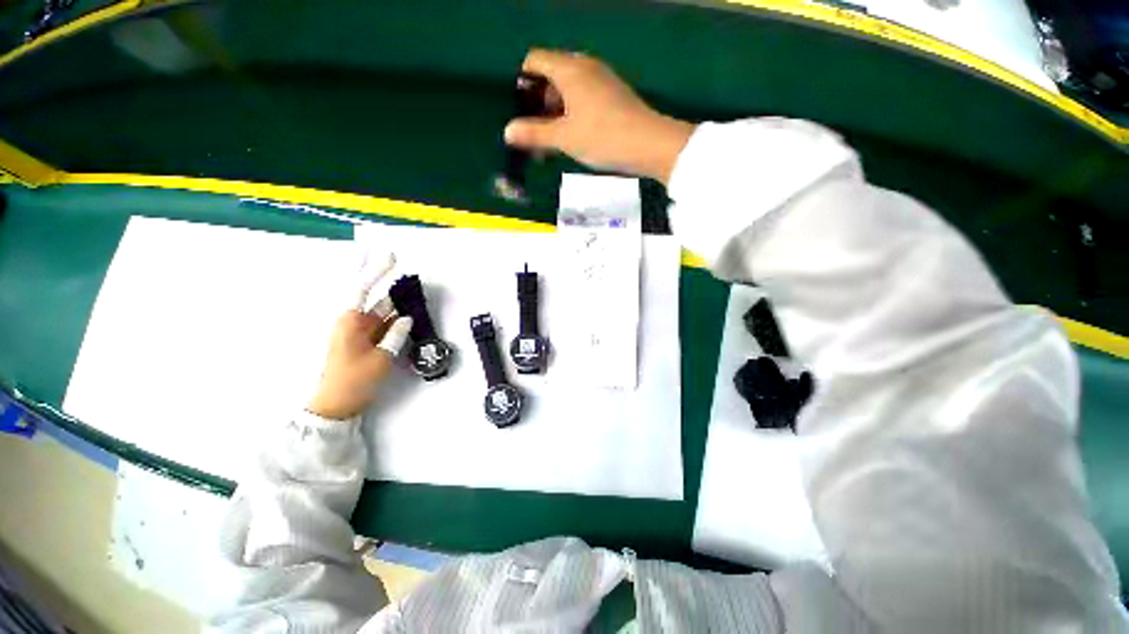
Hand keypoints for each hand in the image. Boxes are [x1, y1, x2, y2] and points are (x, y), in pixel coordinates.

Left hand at [308, 256, 412, 420]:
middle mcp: (354, 322)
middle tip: (404, 271)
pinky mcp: (366, 342)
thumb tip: (407, 317)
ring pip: (382, 312)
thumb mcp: (380, 358)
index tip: (391, 257)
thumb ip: (395, 335)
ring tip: (414, 294)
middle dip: (389, 284)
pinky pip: (383, 325)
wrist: (337, 405)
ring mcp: (360, 332)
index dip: (377, 271)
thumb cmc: (355, 380)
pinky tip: (409, 316)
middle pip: (375, 297)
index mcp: (350, 321)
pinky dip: (396, 321)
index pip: (363, 288)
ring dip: (397, 305)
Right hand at [504, 49, 695, 184]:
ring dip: (555, 113)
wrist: (648, 144)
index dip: (522, 83)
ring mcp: (601, 81)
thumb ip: (534, 133)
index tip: (520, 111)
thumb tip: (507, 132)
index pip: (534, 60)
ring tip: (551, 142)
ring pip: (568, 90)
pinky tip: (572, 138)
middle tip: (533, 132)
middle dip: (538, 103)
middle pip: (551, 76)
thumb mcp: (564, 137)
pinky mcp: (613, 96)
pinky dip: (572, 115)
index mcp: (569, 69)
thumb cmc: (602, 137)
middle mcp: (584, 67)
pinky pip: (584, 99)